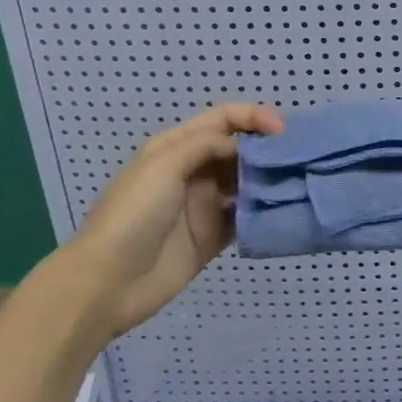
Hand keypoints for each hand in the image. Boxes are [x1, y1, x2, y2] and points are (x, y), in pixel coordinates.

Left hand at [60, 103, 283, 337]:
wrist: (105, 284)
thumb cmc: (132, 215)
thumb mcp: (163, 165)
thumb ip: (206, 145)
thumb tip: (243, 146)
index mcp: (177, 147)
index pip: (224, 119)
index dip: (253, 117)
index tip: (282, 131)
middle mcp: (194, 171)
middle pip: (239, 149)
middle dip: (267, 149)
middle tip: (297, 157)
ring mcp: (204, 205)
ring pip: (246, 183)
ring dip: (269, 180)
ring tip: (296, 183)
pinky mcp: (212, 238)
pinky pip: (245, 219)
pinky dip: (263, 213)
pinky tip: (282, 212)